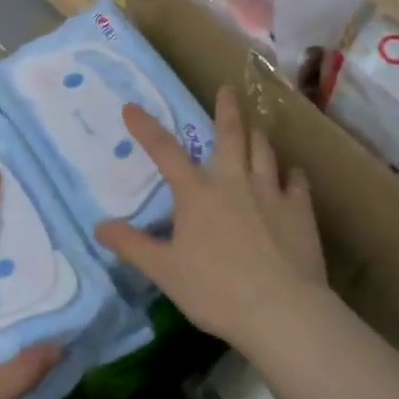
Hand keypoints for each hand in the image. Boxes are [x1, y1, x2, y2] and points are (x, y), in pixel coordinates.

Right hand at [95, 87, 325, 351]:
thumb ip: (132, 246)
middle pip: (230, 135)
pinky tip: (292, 174)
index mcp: (197, 194)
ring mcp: (270, 192)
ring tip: (255, 128)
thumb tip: (99, 227)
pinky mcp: (300, 210)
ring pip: (264, 151)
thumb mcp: (165, 271)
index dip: (146, 128)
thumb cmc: (216, 290)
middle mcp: (234, 182)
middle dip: (226, 109)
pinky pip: (297, 182)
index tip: (132, 107)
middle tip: (227, 89)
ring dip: (257, 136)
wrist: (281, 310)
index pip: (165, 152)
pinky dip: (292, 174)